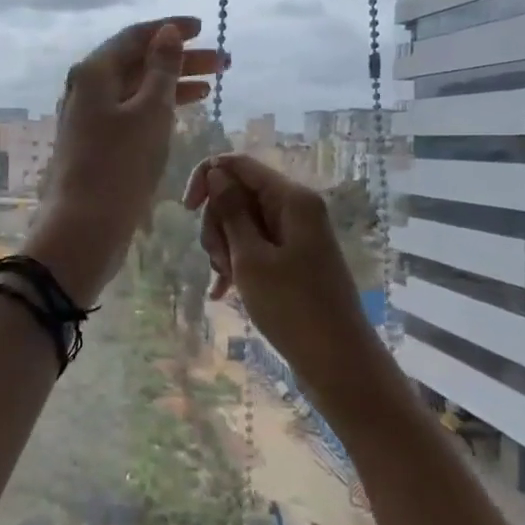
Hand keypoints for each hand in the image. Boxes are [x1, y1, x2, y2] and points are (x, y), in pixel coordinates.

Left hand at [23, 16, 223, 304]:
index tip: (204, 28)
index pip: (135, 37)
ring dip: (173, 84)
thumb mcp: (149, 112)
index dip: (170, 30)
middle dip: (180, 59)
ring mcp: (89, 117)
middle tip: (224, 63)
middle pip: (137, 62)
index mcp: (94, 72)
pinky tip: (184, 110)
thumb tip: (168, 32)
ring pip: (136, 89)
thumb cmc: (120, 165)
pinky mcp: (96, 143)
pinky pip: (131, 113)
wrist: (84, 226)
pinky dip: (158, 108)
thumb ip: (162, 69)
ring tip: (213, 85)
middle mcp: (87, 88)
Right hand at [182, 154, 367, 375]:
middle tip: (221, 261)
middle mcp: (295, 208)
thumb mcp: (251, 258)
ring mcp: (294, 234)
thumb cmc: (292, 306)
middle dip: (218, 224)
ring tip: (228, 281)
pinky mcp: (292, 258)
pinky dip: (236, 262)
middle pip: (237, 194)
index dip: (207, 178)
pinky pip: (253, 246)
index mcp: (291, 198)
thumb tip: (216, 173)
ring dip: (224, 248)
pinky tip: (223, 292)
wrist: (337, 361)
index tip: (187, 210)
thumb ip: (231, 211)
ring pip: (240, 223)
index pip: (238, 164)